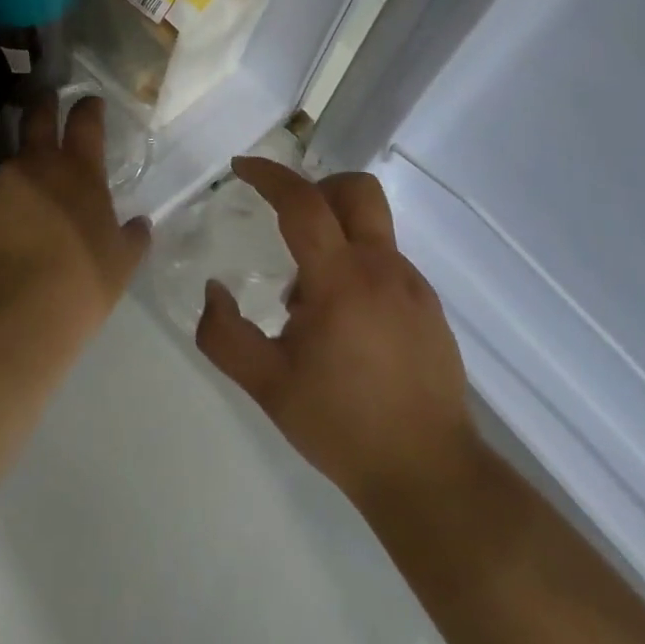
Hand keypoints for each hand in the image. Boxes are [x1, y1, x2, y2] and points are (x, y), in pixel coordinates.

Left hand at [0, 94, 150, 336]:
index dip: (89, 106)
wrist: (13, 313)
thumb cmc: (80, 284)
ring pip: (8, 166)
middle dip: (43, 104)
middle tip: (45, 99)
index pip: (86, 121)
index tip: (90, 101)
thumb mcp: (120, 264)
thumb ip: (133, 238)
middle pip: (37, 117)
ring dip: (18, 177)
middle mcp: (35, 165)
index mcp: (79, 172)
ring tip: (22, 208)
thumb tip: (141, 224)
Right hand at [194, 158, 476, 515]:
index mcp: (340, 280)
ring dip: (334, 238)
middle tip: (285, 221)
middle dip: (317, 188)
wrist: (429, 475)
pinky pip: (387, 264)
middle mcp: (383, 270)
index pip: (303, 203)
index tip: (240, 168)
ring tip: (307, 300)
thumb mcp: (266, 385)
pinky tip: (343, 324)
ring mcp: (414, 287)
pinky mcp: (430, 308)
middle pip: (356, 190)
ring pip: (372, 229)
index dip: (269, 176)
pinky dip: (357, 268)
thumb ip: (224, 335)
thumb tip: (214, 289)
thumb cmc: (341, 425)